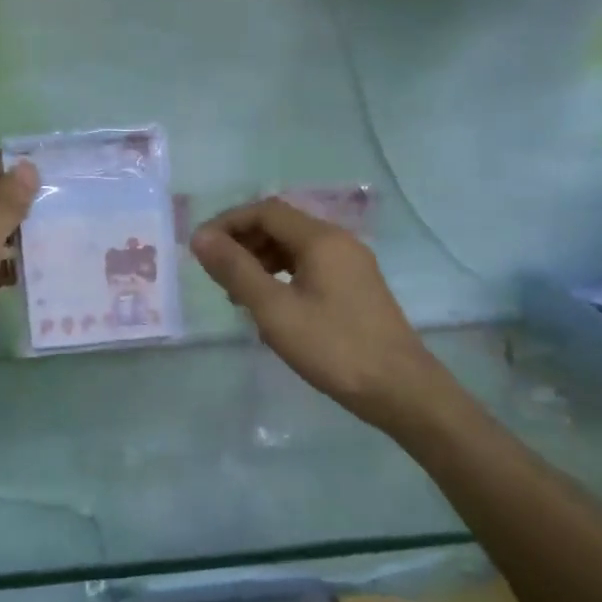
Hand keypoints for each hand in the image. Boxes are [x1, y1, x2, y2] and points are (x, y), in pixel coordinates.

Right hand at [190, 198, 444, 426]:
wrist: (400, 390)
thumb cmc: (333, 347)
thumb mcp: (275, 310)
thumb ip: (236, 270)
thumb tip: (200, 238)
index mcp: (321, 239)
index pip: (265, 211)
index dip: (228, 223)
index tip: (200, 248)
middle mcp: (338, 242)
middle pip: (280, 225)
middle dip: (243, 241)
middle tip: (215, 272)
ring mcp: (351, 265)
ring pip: (295, 248)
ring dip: (260, 260)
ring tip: (236, 294)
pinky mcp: (355, 287)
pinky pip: (309, 267)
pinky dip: (282, 276)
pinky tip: (269, 306)